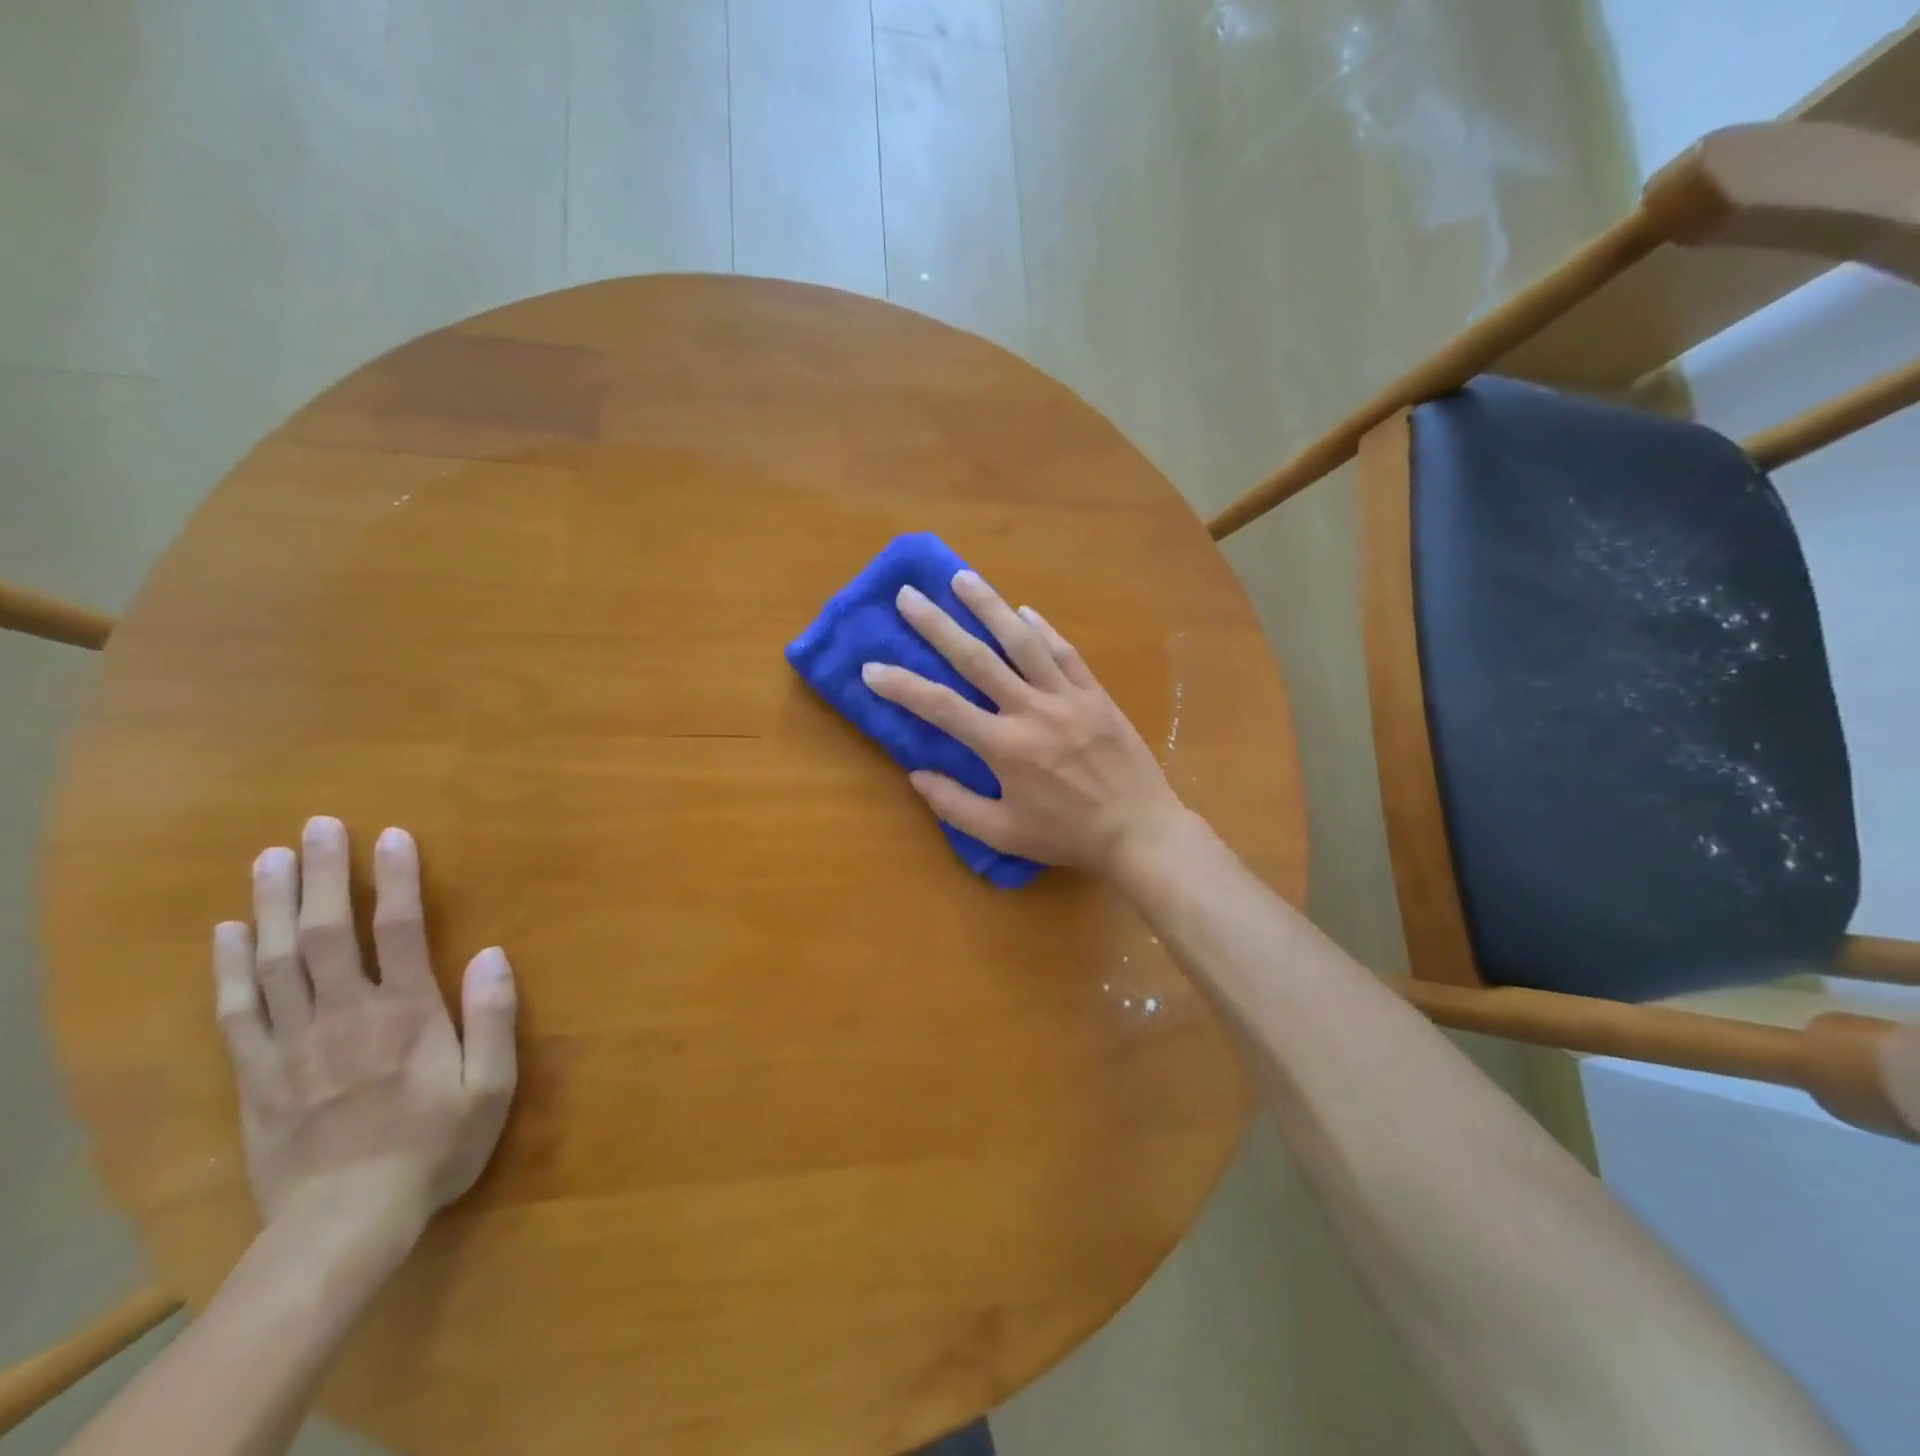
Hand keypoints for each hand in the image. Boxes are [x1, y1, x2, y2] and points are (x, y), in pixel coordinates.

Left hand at [212, 817, 517, 1251]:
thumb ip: (494, 1018)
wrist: (343, 1224)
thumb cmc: (433, 1147)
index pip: (399, 930)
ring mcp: (292, 1043)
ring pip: (275, 961)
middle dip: (322, 875)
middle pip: (327, 932)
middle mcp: (345, 1014)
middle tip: (316, 827)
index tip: (391, 835)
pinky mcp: (255, 1073)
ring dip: (272, 905)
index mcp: (406, 1014)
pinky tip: (227, 932)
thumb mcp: (490, 1087)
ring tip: (268, 859)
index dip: (395, 878)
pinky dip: (228, 967)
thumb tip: (492, 953)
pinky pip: (236, 1010)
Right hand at [861, 569, 1186, 873]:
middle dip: (937, 625)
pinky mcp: (1095, 694)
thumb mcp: (1004, 834)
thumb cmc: (1067, 836)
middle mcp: (1031, 711)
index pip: (940, 707)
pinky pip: (1065, 653)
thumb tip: (916, 775)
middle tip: (908, 596)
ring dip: (989, 607)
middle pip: (976, 659)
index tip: (870, 667)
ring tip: (962, 579)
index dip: (902, 686)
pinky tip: (1024, 612)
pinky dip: (1043, 630)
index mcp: (1004, 747)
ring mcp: (1067, 697)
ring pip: (1022, 643)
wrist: (1139, 830)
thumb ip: (955, 805)